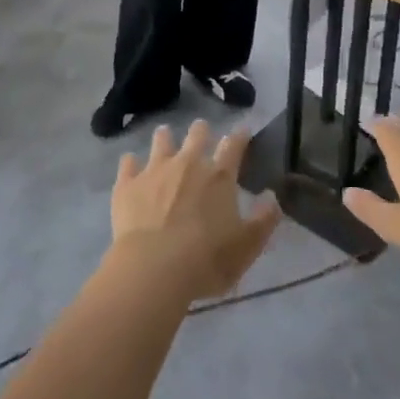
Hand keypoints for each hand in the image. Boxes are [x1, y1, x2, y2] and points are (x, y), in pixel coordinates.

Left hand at [110, 121, 279, 299]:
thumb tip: (272, 197)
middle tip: (201, 131)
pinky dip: (131, 162)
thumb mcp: (247, 246)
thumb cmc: (207, 259)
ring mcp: (154, 170)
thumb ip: (264, 220)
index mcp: (219, 176)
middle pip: (197, 135)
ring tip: (165, 136)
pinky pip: (128, 163)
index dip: (240, 136)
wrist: (154, 268)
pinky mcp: (127, 184)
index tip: (243, 130)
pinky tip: (130, 163)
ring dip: (165, 138)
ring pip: (161, 141)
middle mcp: (188, 164)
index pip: (234, 146)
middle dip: (201, 131)